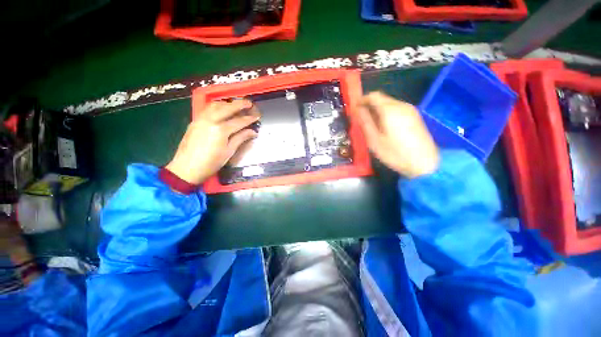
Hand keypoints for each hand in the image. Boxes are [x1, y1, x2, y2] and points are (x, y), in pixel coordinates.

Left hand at [166, 100, 259, 184]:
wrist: (186, 168)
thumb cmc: (211, 163)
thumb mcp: (229, 152)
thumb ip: (240, 138)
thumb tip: (253, 132)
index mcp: (220, 130)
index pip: (239, 121)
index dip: (249, 119)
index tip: (257, 116)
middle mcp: (210, 120)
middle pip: (227, 108)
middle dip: (240, 104)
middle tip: (249, 103)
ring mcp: (201, 119)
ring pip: (215, 105)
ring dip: (227, 103)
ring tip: (236, 105)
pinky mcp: (195, 121)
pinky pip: (207, 109)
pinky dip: (217, 106)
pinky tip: (221, 109)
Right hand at [357, 92, 438, 177]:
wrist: (424, 163)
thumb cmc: (395, 154)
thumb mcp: (374, 140)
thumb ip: (365, 122)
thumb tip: (358, 110)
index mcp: (390, 110)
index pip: (373, 96)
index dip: (362, 99)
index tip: (354, 108)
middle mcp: (401, 105)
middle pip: (382, 98)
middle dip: (369, 105)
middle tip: (361, 118)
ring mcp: (410, 110)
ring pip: (389, 103)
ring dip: (378, 109)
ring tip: (371, 123)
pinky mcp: (415, 116)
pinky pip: (397, 109)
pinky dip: (387, 113)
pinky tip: (385, 126)